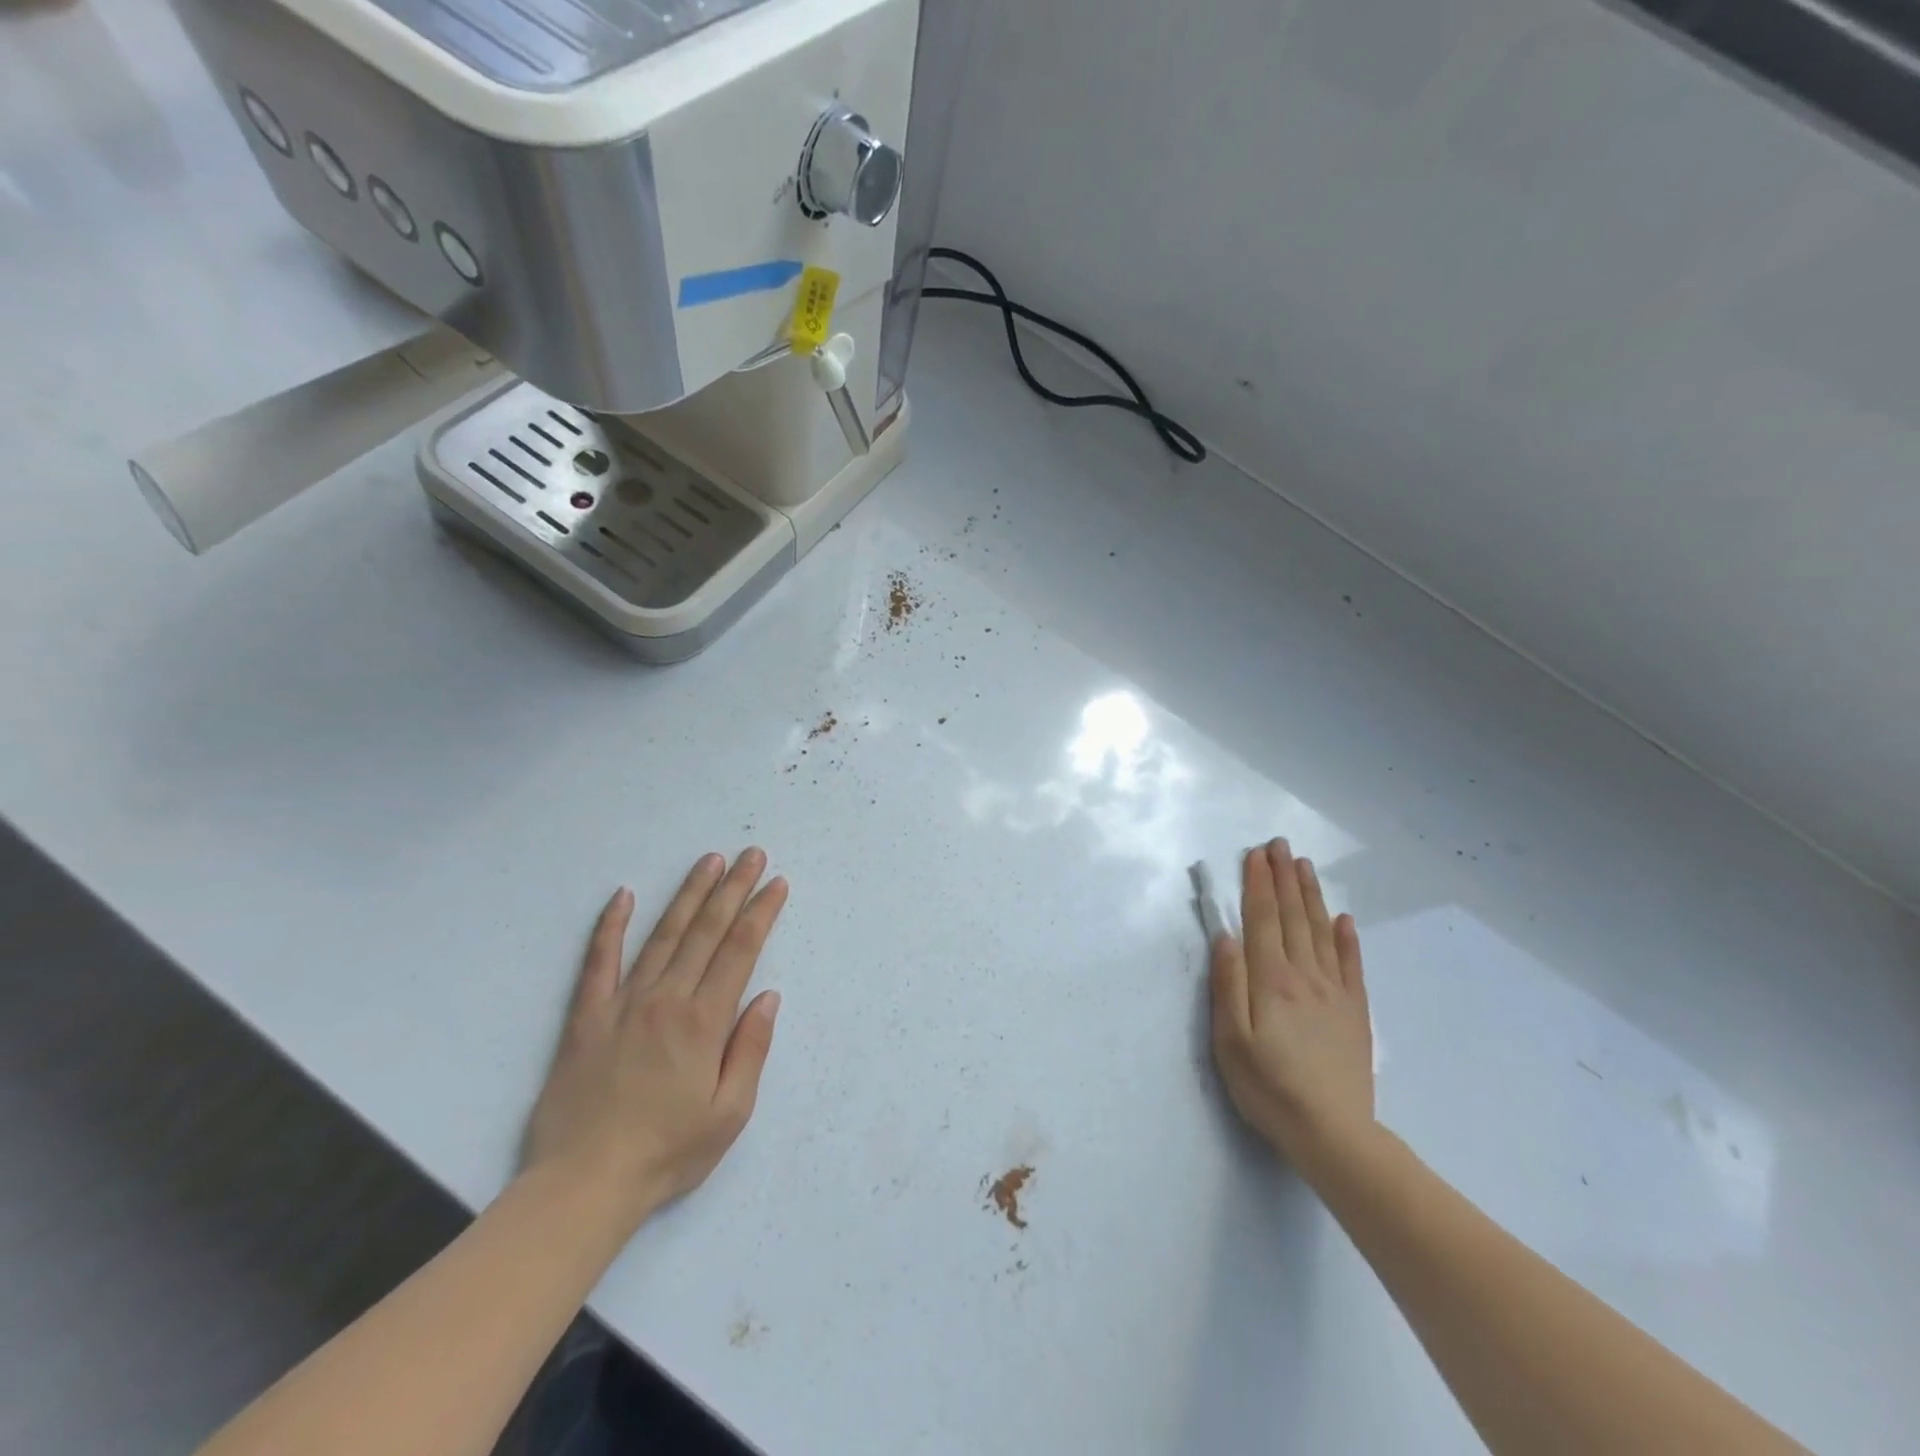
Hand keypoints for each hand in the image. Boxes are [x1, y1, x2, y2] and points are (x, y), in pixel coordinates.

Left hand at [523, 850, 787, 1235]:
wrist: (582, 1185)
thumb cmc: (667, 1153)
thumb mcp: (729, 1114)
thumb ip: (751, 1050)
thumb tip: (768, 997)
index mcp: (704, 1022)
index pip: (740, 951)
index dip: (760, 912)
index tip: (776, 883)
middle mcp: (666, 999)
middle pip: (706, 931)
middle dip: (733, 888)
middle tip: (751, 854)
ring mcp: (623, 1003)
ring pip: (662, 935)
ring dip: (688, 894)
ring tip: (709, 861)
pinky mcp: (586, 1017)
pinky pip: (599, 962)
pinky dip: (610, 926)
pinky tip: (623, 896)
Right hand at [1210, 839, 1374, 1172]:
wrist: (1333, 1134)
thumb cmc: (1269, 1087)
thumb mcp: (1230, 1040)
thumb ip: (1228, 985)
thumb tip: (1227, 937)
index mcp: (1271, 980)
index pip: (1263, 920)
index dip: (1258, 884)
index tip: (1255, 854)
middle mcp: (1304, 976)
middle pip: (1293, 917)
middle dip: (1284, 878)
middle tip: (1280, 845)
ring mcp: (1334, 992)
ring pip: (1321, 932)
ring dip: (1311, 896)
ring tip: (1304, 866)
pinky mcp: (1354, 1013)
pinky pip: (1352, 965)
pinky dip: (1347, 938)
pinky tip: (1343, 919)